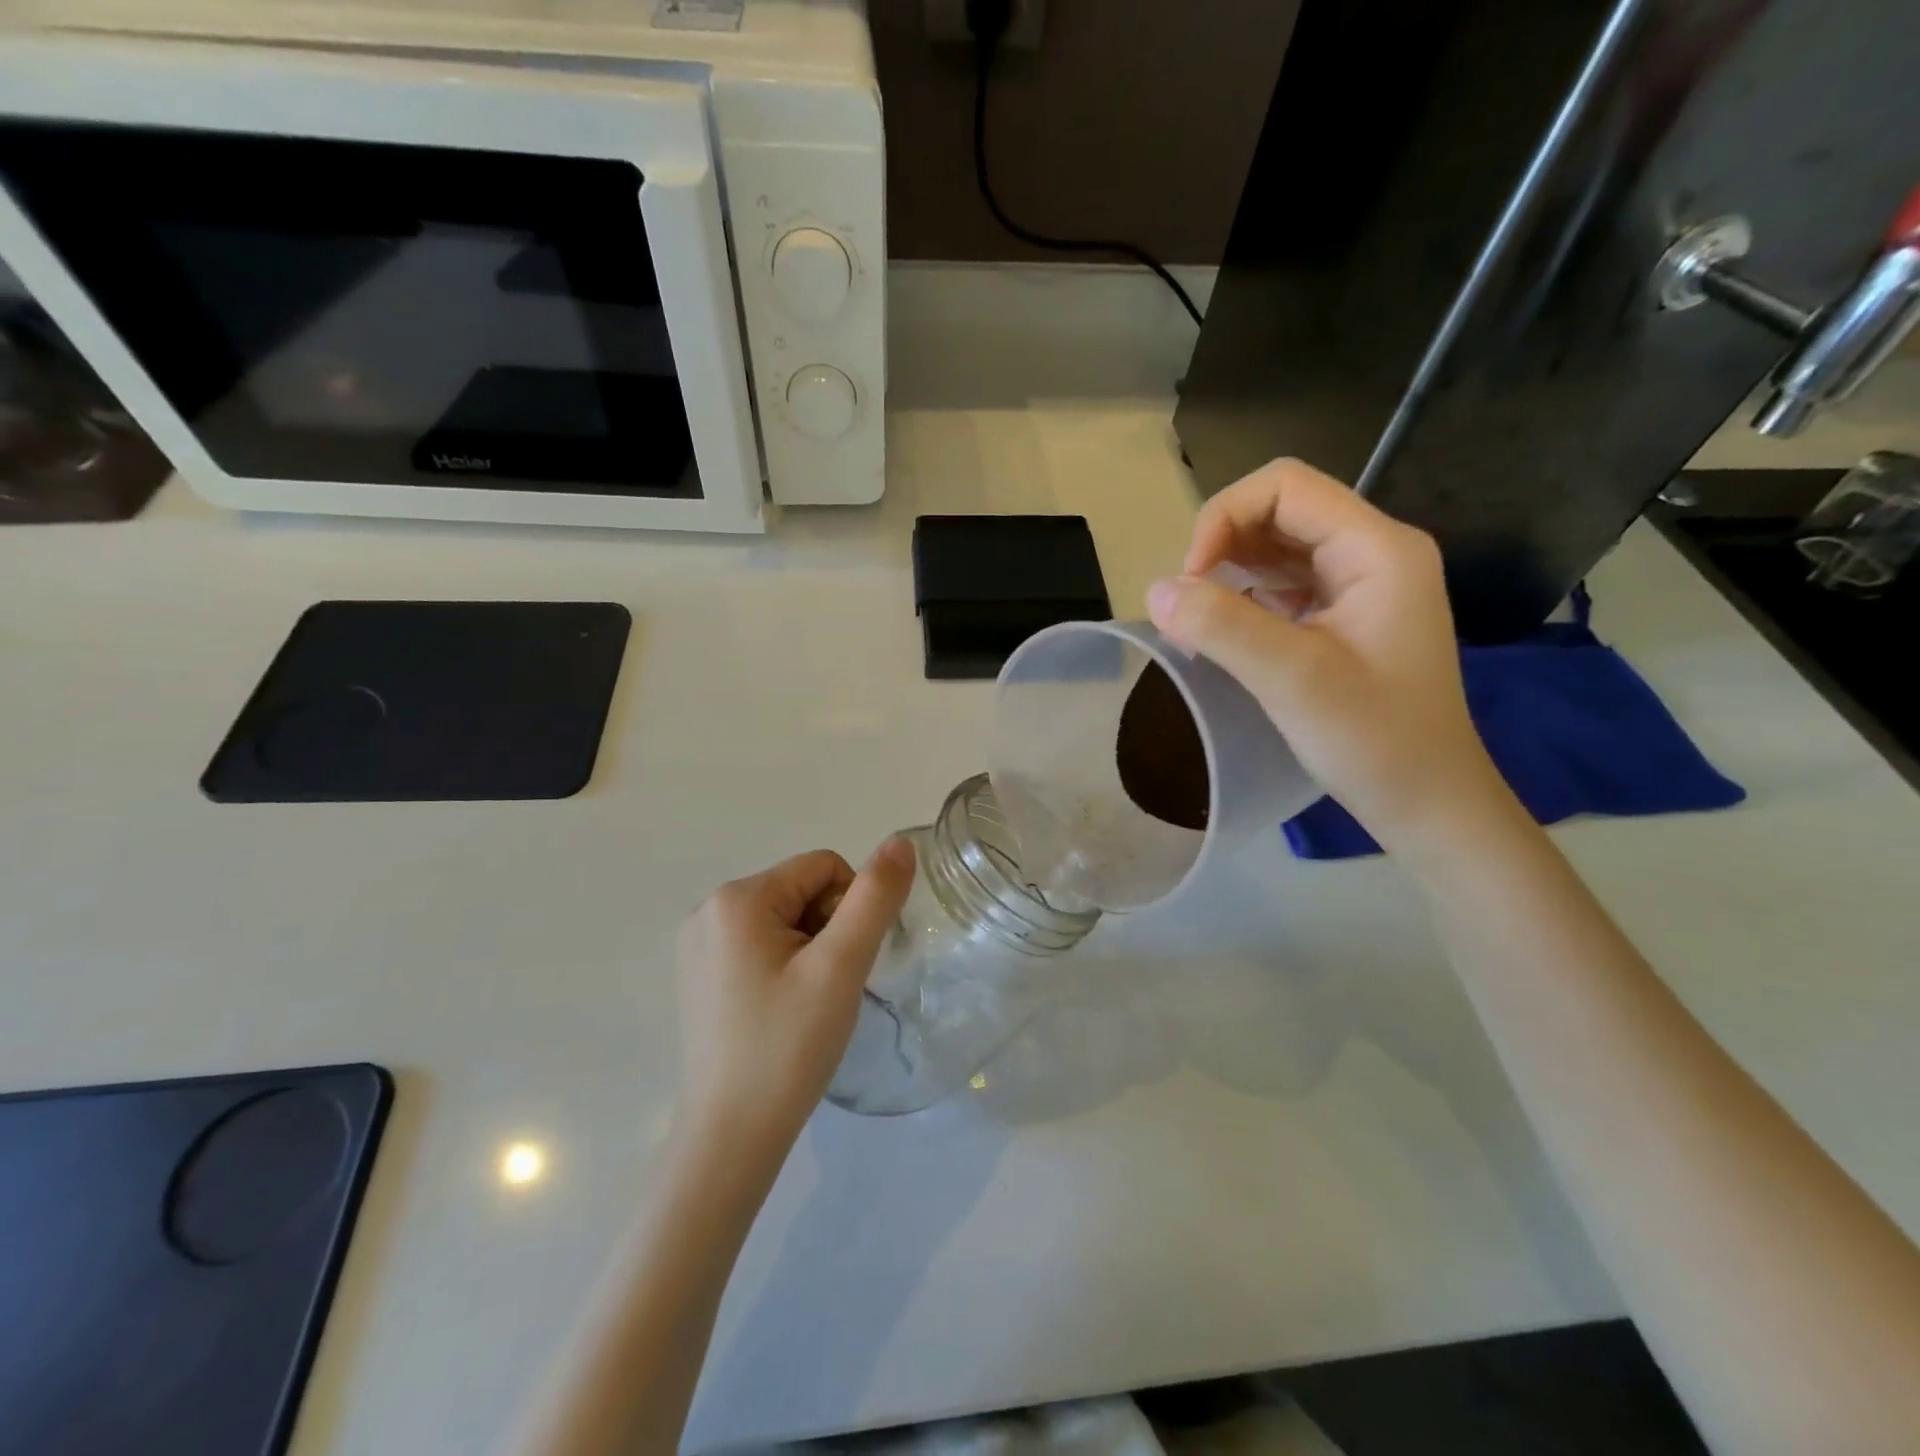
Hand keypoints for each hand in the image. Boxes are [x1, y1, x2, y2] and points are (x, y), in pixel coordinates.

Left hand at [675, 840, 915, 1154]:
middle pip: (801, 891)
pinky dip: (786, 967)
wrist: (731, 1139)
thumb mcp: (841, 966)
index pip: (823, 867)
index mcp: (737, 898)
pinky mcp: (700, 976)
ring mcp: (698, 945)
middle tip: (828, 988)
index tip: (844, 964)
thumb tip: (900, 841)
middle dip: (829, 930)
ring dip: (811, 950)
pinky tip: (783, 1012)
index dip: (851, 908)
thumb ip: (875, 898)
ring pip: (785, 919)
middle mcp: (708, 910)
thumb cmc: (788, 1046)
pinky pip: (761, 946)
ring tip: (807, 1004)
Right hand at [1147, 458, 1502, 848]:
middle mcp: (1372, 553)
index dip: (1223, 519)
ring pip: (1276, 549)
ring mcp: (1359, 586)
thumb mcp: (1294, 679)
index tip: (1190, 581)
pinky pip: (1282, 587)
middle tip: (1187, 606)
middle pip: (1279, 512)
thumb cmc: (1374, 740)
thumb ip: (1223, 627)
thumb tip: (1154, 590)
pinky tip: (1221, 635)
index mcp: (1376, 548)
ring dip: (1228, 574)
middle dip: (1221, 547)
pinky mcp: (1343, 618)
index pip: (1285, 487)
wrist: (1426, 802)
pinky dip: (1243, 601)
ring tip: (1197, 622)